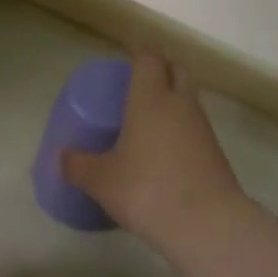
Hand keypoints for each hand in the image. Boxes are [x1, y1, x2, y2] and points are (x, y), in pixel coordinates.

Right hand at [62, 52, 244, 246]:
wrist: (207, 224)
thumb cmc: (147, 190)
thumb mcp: (101, 180)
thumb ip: (77, 165)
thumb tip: (61, 157)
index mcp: (151, 98)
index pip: (148, 58)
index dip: (137, 52)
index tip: (126, 55)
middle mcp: (180, 104)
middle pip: (176, 69)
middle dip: (160, 69)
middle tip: (138, 82)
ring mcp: (203, 128)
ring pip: (189, 99)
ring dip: (173, 100)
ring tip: (149, 118)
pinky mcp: (216, 153)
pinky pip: (196, 127)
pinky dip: (181, 128)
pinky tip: (165, 150)